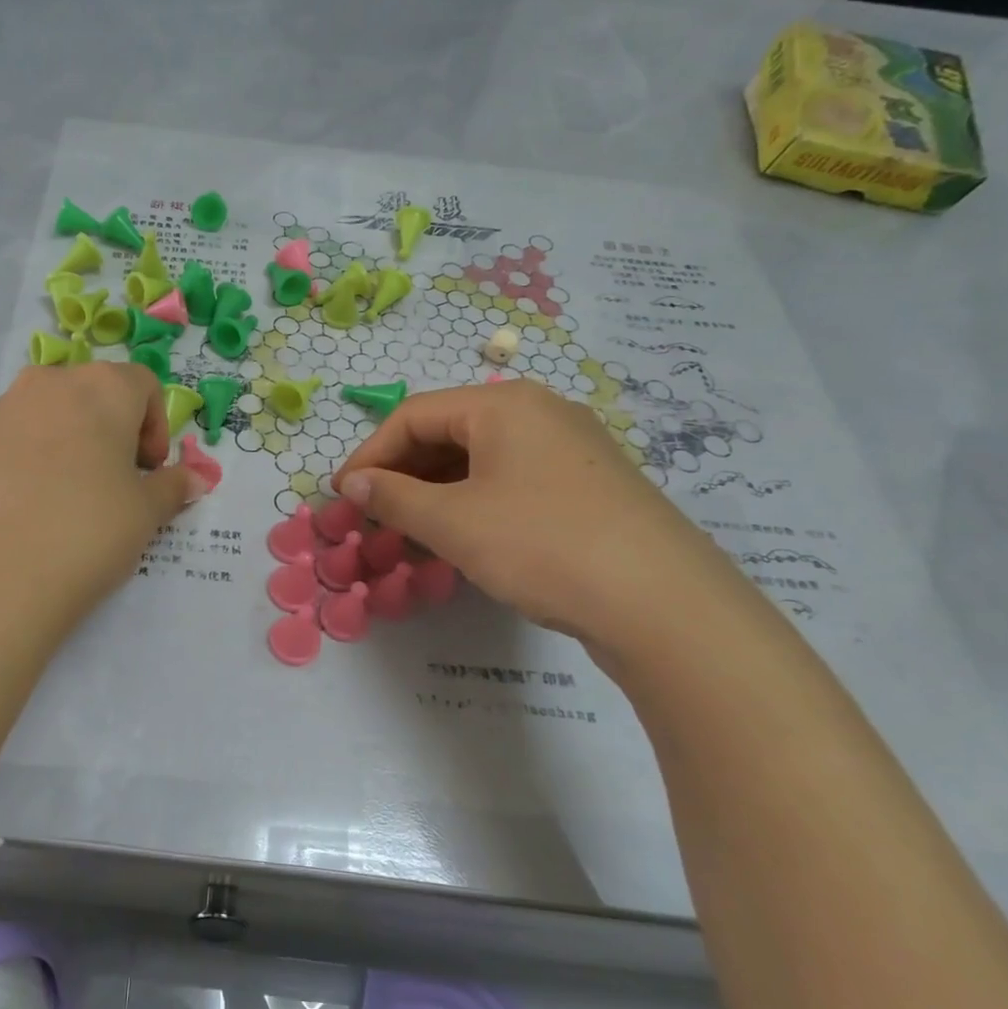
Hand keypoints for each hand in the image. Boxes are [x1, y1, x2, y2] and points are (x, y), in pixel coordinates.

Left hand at [0, 363, 202, 648]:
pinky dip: (16, 462)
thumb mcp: (146, 514)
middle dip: (106, 431)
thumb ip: (172, 487)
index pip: (142, 384)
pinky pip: (0, 441)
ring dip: (59, 444)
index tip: (149, 471)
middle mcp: (47, 384)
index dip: (154, 426)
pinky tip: (15, 511)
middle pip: (88, 394)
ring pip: (41, 416)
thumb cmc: (86, 530)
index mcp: (101, 389)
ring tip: (58, 500)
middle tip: (109, 483)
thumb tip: (194, 478)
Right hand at [332, 380, 744, 652]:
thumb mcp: (454, 523)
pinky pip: (512, 482)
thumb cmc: (542, 545)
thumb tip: (354, 483)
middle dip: (402, 476)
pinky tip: (462, 540)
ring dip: (435, 494)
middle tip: (373, 519)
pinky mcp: (589, 486)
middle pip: (447, 433)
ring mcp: (570, 449)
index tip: (343, 497)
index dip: (369, 454)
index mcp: (503, 404)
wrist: (664, 604)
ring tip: (410, 535)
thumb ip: (394, 498)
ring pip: (480, 461)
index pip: (413, 416)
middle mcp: (539, 412)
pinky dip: (474, 504)